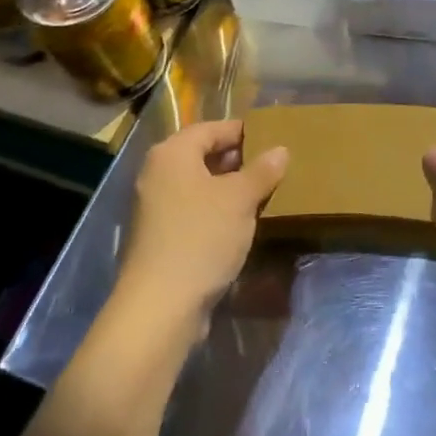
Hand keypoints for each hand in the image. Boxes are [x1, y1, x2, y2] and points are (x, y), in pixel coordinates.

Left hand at [119, 120, 286, 324]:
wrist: (159, 307)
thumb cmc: (201, 237)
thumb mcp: (240, 199)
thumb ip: (262, 171)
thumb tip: (280, 150)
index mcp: (172, 154)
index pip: (211, 128)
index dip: (242, 131)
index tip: (272, 138)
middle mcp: (157, 174)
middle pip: (202, 155)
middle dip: (237, 160)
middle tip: (271, 167)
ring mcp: (154, 207)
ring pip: (199, 185)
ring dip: (229, 188)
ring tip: (262, 194)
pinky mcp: (159, 237)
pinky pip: (193, 210)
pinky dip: (216, 210)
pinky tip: (240, 224)